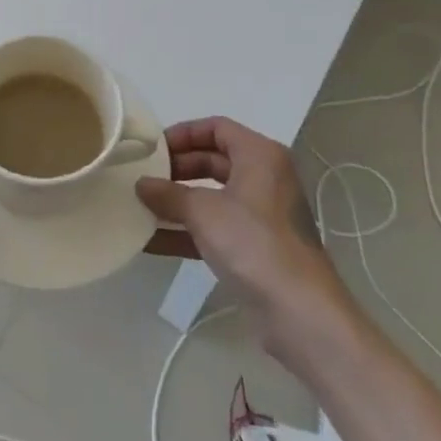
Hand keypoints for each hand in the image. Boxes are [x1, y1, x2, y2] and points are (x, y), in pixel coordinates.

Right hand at [136, 117, 348, 344]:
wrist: (300, 312)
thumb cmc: (254, 243)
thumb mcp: (204, 212)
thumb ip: (169, 194)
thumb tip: (140, 184)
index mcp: (260, 155)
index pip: (216, 128)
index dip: (183, 133)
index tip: (152, 148)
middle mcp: (264, 178)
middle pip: (213, 160)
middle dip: (176, 169)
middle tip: (143, 177)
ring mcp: (261, 215)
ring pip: (212, 196)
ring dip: (177, 201)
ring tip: (140, 206)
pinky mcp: (255, 247)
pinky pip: (215, 227)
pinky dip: (187, 230)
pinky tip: (152, 241)